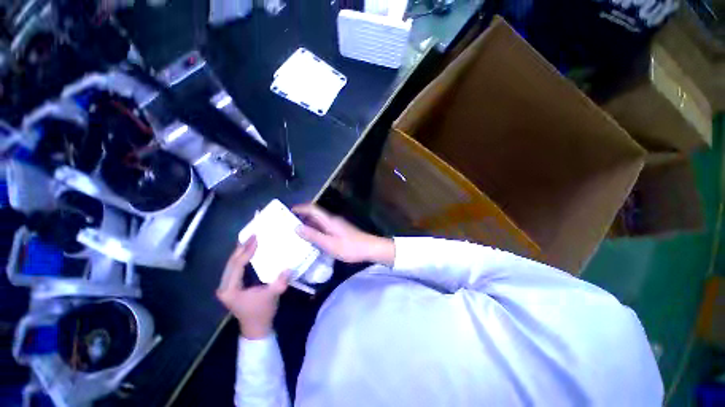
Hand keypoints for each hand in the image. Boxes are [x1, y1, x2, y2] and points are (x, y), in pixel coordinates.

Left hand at [216, 236, 288, 338]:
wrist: (256, 328)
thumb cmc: (262, 312)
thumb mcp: (272, 296)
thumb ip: (279, 282)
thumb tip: (289, 267)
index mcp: (230, 290)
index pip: (236, 266)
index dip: (246, 252)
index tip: (256, 240)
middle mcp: (224, 286)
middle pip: (231, 263)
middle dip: (241, 248)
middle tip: (252, 235)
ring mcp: (226, 286)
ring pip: (231, 264)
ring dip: (240, 252)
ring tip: (250, 240)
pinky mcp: (231, 286)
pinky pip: (234, 268)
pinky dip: (241, 258)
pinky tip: (248, 251)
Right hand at [293, 203, 394, 264]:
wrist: (369, 248)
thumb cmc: (350, 247)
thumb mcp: (329, 244)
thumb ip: (313, 235)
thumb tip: (297, 227)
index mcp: (329, 220)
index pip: (313, 209)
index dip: (301, 208)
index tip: (288, 211)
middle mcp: (332, 220)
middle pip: (315, 214)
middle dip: (302, 216)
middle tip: (287, 223)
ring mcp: (336, 225)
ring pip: (319, 221)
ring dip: (308, 224)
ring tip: (295, 231)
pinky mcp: (339, 231)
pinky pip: (324, 227)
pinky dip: (315, 230)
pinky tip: (310, 238)